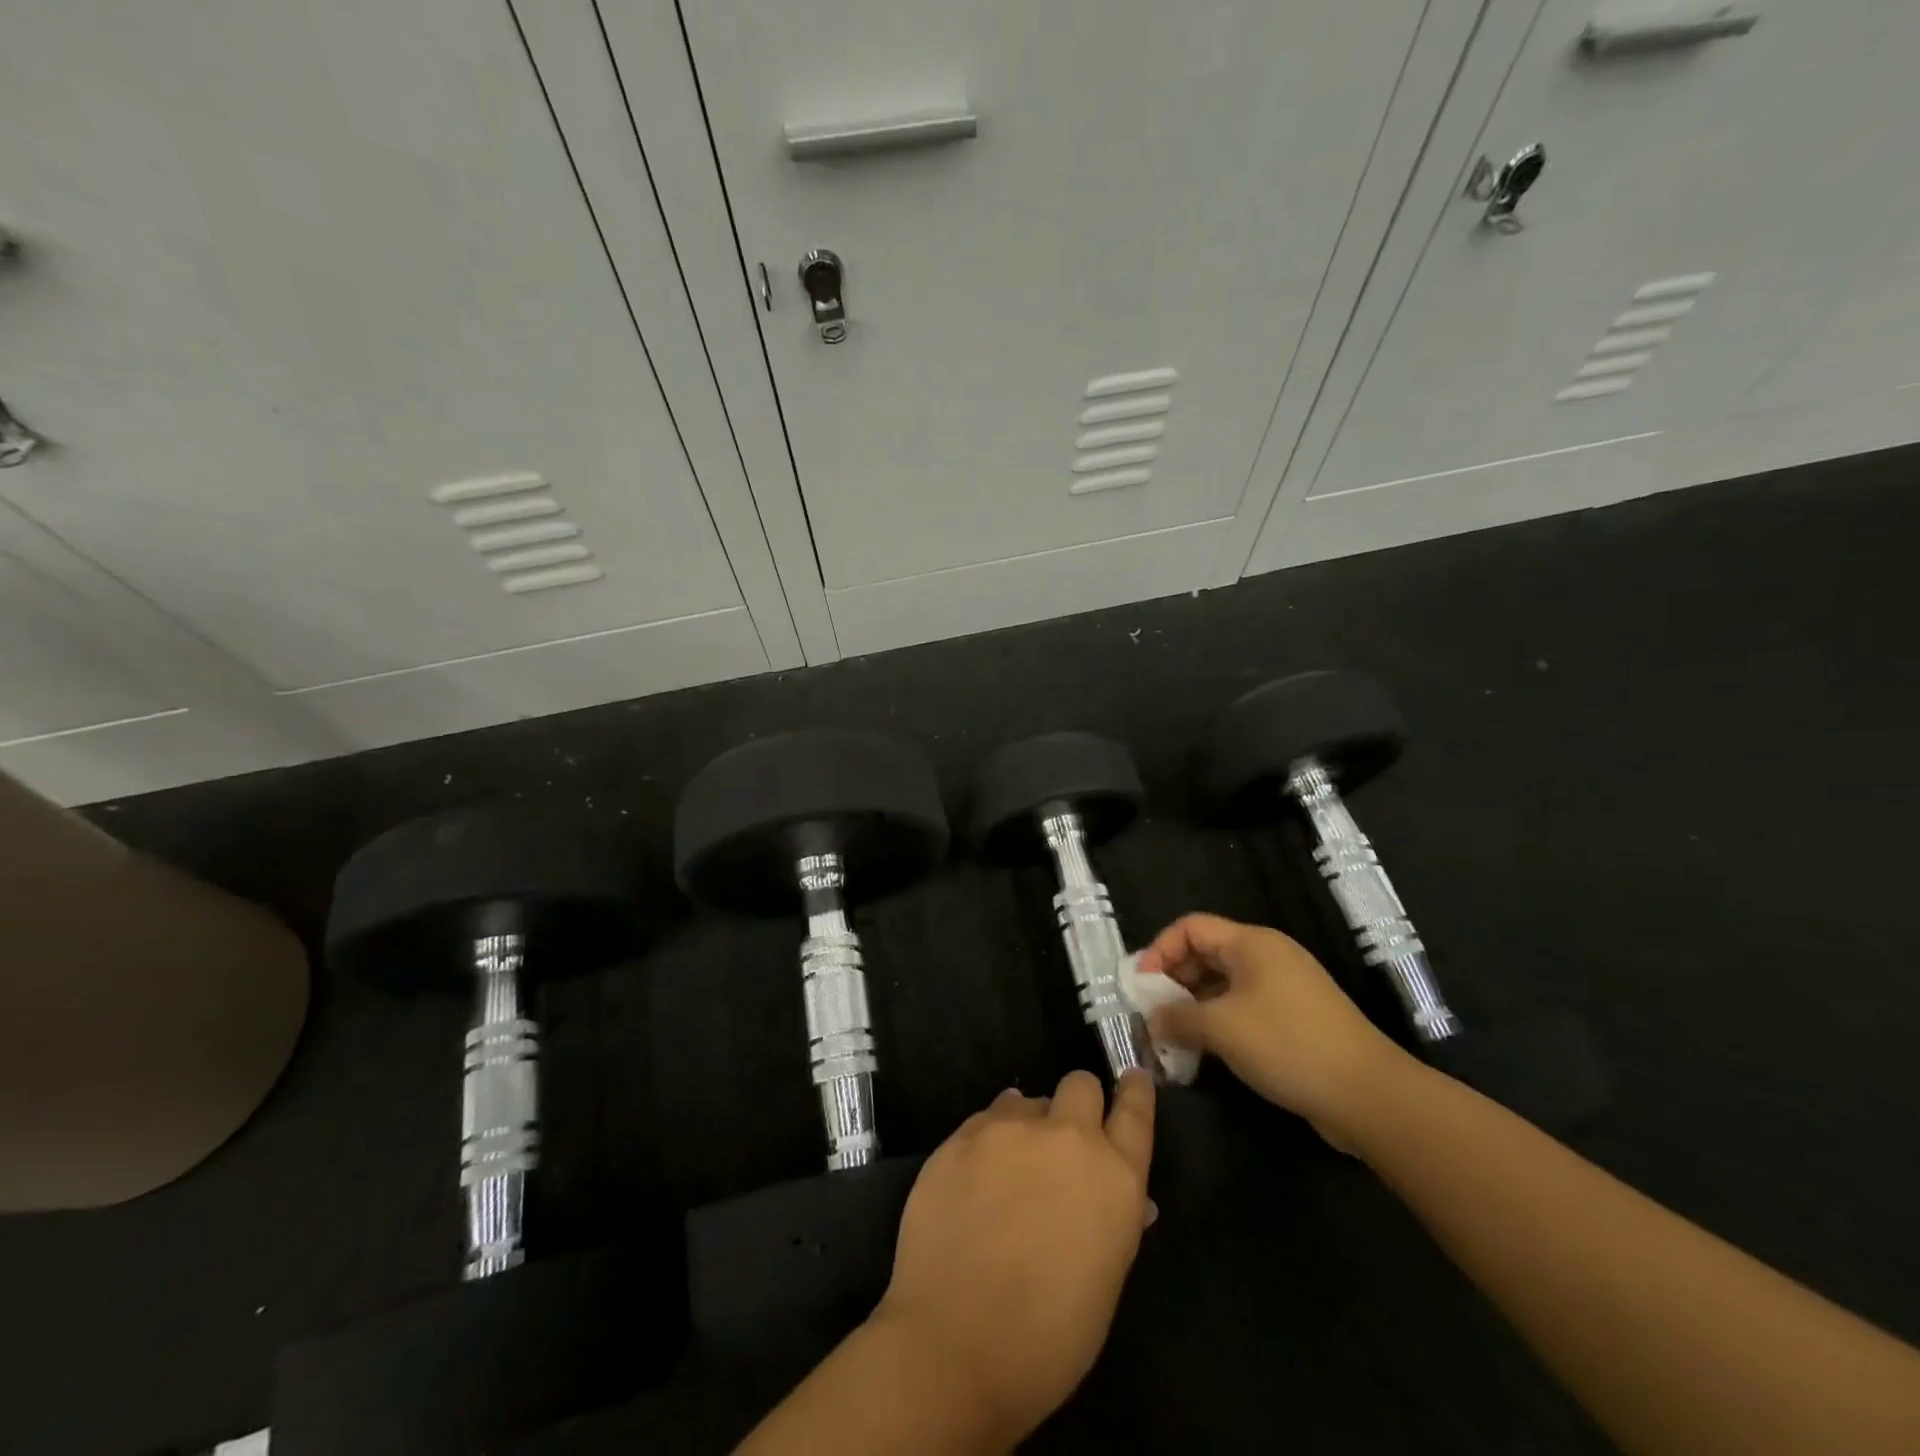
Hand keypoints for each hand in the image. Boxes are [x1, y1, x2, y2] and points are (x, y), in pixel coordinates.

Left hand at [871, 1070, 1155, 1444]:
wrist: (954, 1345)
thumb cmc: (1047, 1338)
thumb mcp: (1103, 1280)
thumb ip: (1112, 1220)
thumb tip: (1119, 1195)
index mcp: (1114, 1178)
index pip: (1136, 1112)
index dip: (1136, 1091)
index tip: (1132, 1076)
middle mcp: (1066, 1138)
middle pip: (1080, 1084)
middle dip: (1078, 1103)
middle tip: (1063, 1139)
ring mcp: (1009, 1130)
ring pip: (1026, 1099)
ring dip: (1026, 1125)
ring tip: (1010, 1168)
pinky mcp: (961, 1135)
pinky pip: (985, 1119)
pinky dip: (988, 1140)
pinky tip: (976, 1177)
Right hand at [1138, 912, 1410, 1148]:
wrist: (1368, 1095)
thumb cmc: (1288, 1045)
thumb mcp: (1221, 1028)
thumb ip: (1177, 1018)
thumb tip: (1152, 1019)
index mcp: (1251, 943)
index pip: (1191, 928)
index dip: (1160, 950)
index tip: (1141, 986)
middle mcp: (1267, 956)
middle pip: (1206, 953)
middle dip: (1174, 981)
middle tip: (1153, 1014)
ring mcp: (1284, 988)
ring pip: (1223, 984)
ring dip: (1193, 1006)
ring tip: (1172, 1037)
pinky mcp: (1294, 1018)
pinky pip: (1243, 1008)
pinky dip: (1218, 1022)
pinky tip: (1204, 1051)